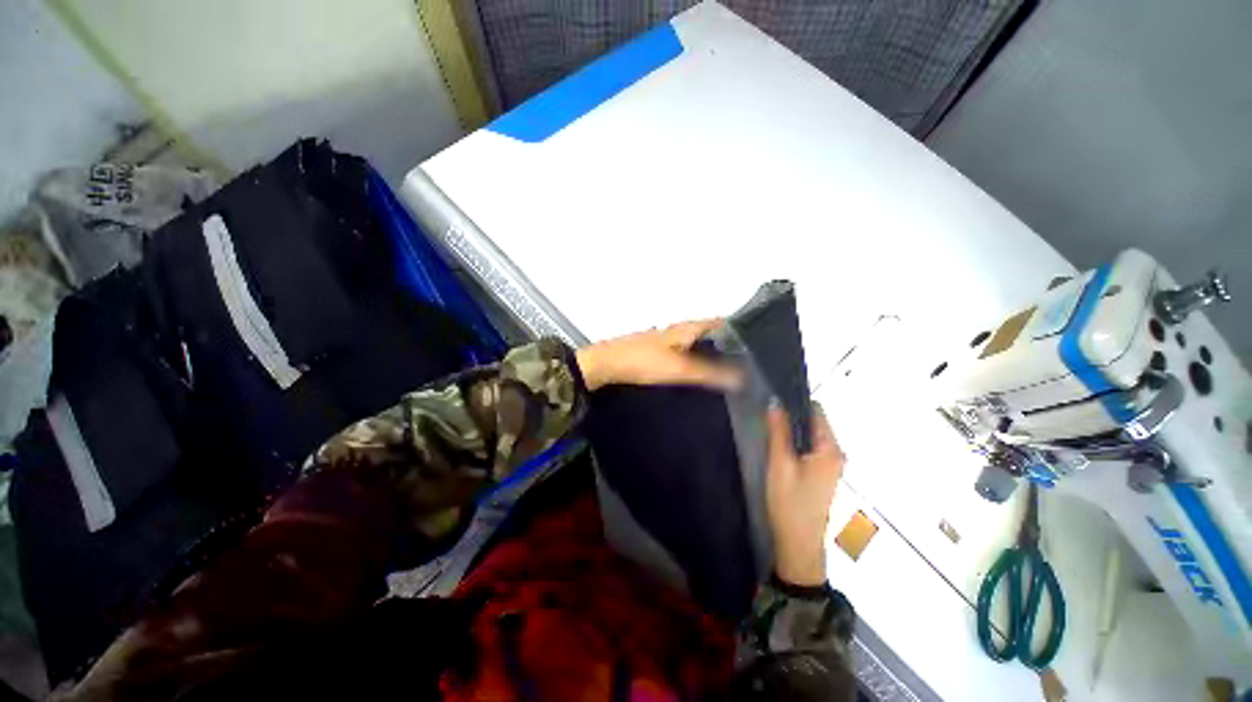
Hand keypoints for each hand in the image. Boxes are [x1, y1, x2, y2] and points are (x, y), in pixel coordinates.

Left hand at [575, 319, 741, 391]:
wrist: (605, 365)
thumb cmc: (642, 361)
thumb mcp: (679, 368)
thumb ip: (710, 373)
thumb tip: (743, 377)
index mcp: (688, 327)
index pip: (722, 322)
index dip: (742, 332)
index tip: (761, 350)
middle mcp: (681, 329)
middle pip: (712, 334)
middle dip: (731, 347)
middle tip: (751, 367)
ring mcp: (669, 340)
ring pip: (699, 345)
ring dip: (714, 355)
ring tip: (733, 375)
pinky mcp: (660, 352)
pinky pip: (687, 354)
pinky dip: (698, 362)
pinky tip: (702, 377)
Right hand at [766, 404, 843, 586]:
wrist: (799, 543)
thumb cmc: (789, 503)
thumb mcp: (779, 464)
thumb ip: (778, 431)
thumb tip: (775, 402)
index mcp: (830, 449)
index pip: (816, 411)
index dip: (794, 402)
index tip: (773, 398)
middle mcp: (836, 452)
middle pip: (814, 422)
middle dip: (791, 415)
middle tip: (766, 414)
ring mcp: (831, 463)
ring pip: (810, 434)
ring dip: (792, 428)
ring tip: (769, 426)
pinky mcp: (823, 471)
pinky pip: (810, 446)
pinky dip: (795, 441)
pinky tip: (779, 444)